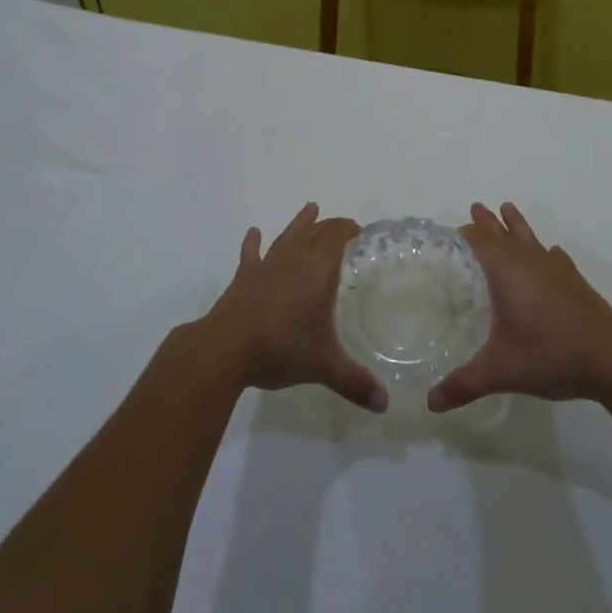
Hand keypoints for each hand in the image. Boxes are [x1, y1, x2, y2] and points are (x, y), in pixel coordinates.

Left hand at [202, 203, 386, 412]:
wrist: (226, 348)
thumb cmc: (281, 349)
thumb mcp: (324, 367)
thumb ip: (355, 383)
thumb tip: (385, 404)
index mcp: (318, 272)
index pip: (336, 237)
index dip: (348, 229)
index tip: (359, 230)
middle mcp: (294, 261)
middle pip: (315, 232)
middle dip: (330, 226)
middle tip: (341, 226)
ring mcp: (266, 266)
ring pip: (287, 235)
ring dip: (300, 222)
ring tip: (310, 208)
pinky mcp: (244, 278)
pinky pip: (251, 253)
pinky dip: (253, 242)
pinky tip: (253, 233)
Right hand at [428, 203, 611, 412]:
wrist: (611, 359)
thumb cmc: (550, 356)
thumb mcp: (500, 371)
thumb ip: (463, 384)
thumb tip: (430, 403)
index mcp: (507, 273)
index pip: (481, 241)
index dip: (466, 232)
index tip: (451, 230)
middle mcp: (530, 262)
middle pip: (504, 234)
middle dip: (488, 222)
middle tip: (476, 206)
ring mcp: (556, 270)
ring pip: (531, 238)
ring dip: (517, 225)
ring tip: (508, 208)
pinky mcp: (576, 281)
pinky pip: (556, 257)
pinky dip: (547, 252)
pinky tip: (552, 254)